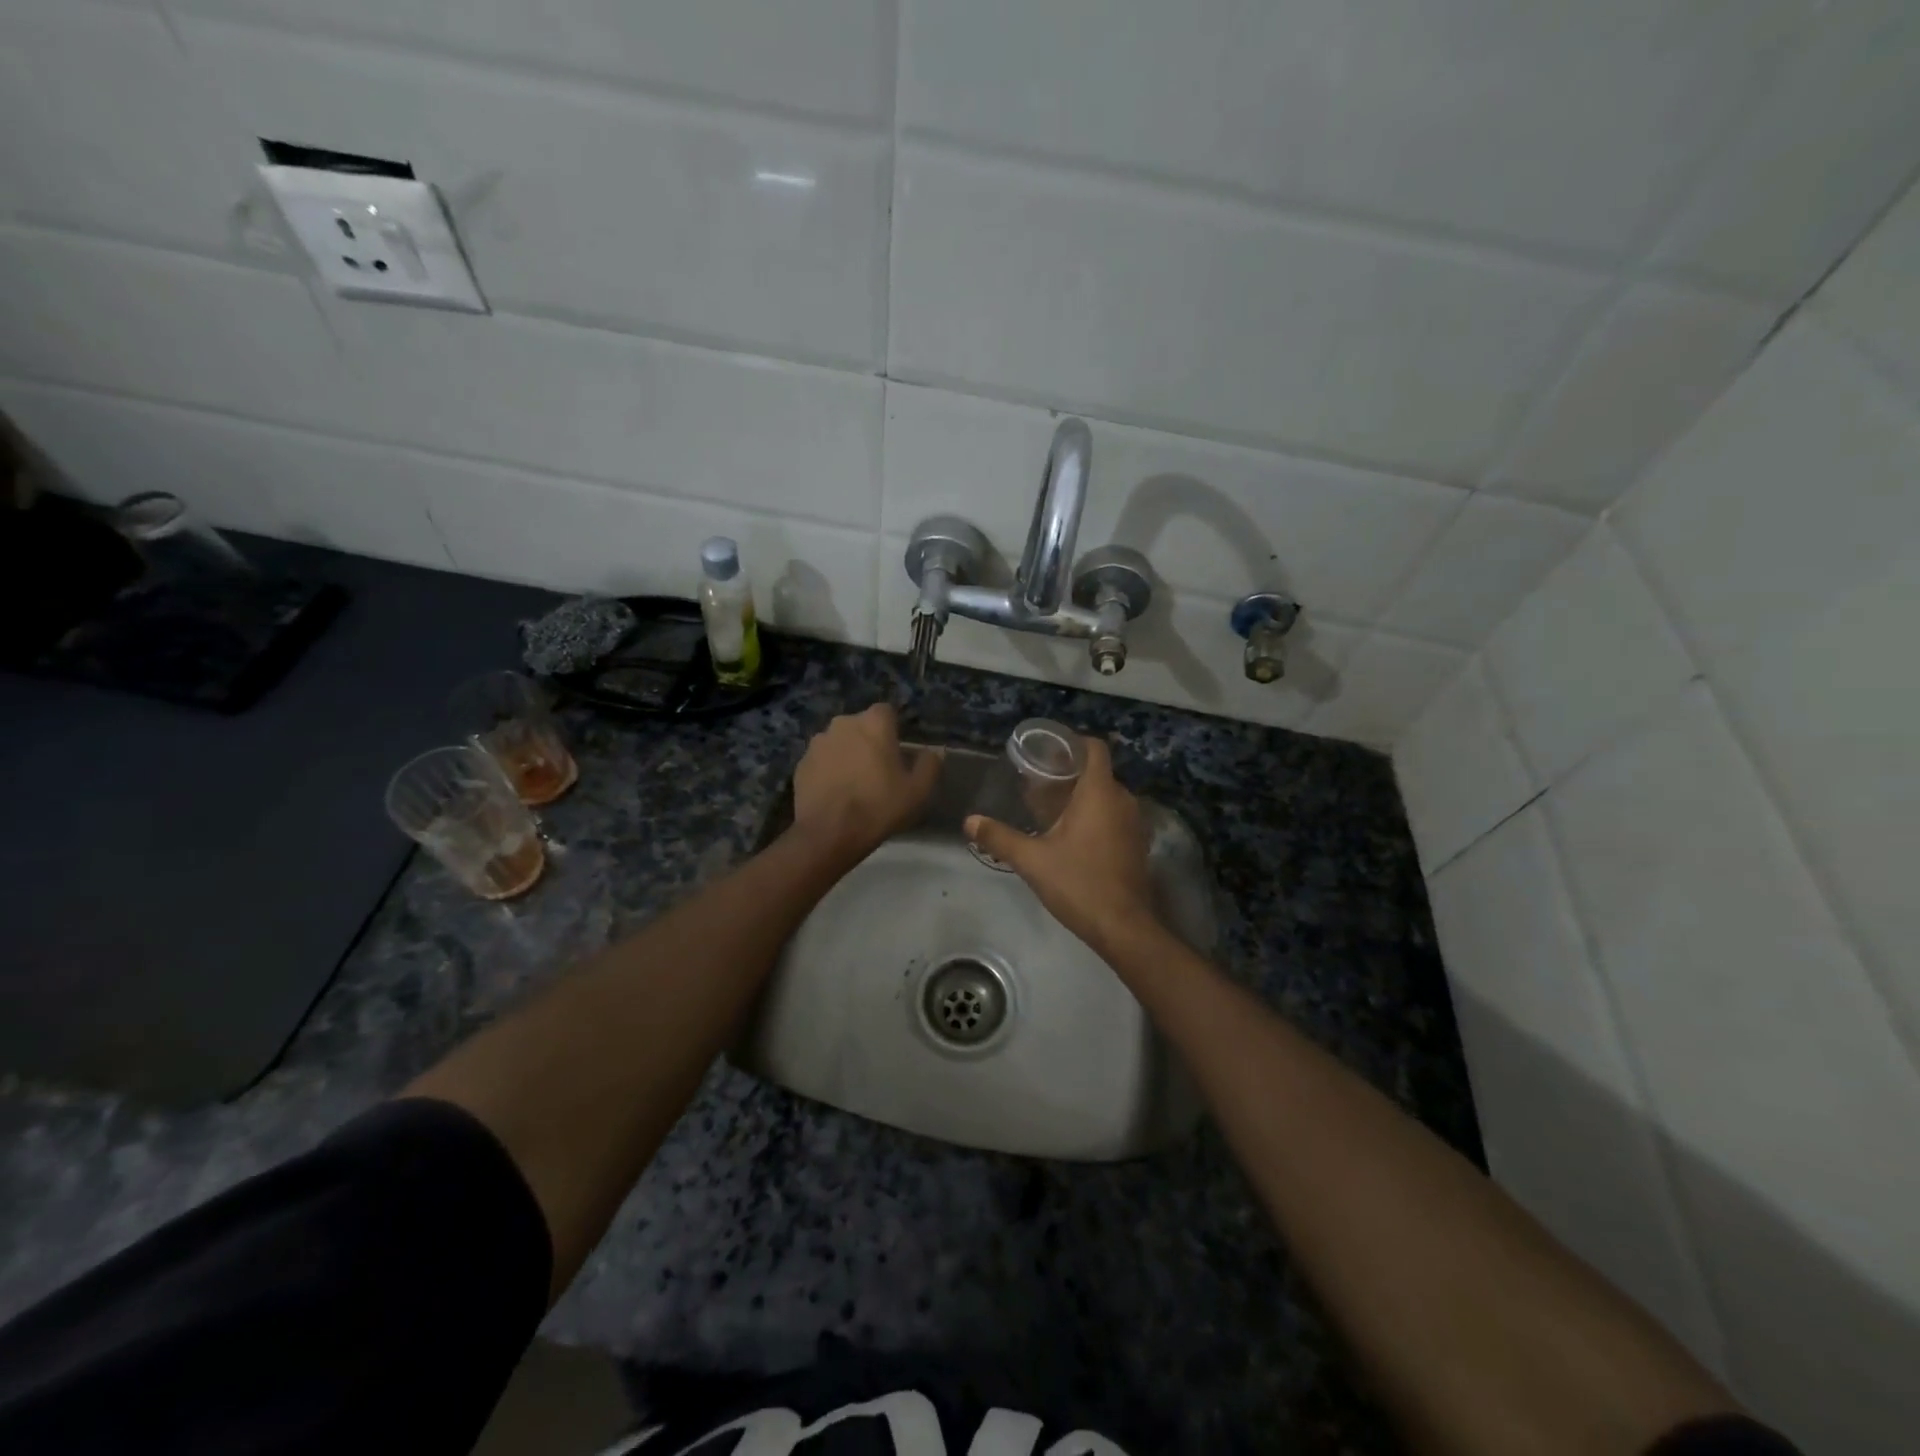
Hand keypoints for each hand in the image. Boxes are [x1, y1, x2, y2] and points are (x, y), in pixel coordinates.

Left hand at [792, 703, 940, 861]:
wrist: (830, 833)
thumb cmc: (879, 806)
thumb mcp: (918, 791)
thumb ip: (930, 765)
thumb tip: (931, 753)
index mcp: (873, 723)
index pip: (886, 712)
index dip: (893, 729)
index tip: (897, 752)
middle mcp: (843, 723)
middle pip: (860, 726)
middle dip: (868, 741)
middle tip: (878, 769)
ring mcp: (818, 743)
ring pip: (839, 742)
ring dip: (847, 754)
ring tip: (854, 783)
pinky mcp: (801, 763)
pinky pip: (821, 761)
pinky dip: (828, 771)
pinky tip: (835, 793)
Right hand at [965, 736, 1158, 956]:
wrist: (1123, 927)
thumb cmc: (1078, 883)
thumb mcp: (1032, 860)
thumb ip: (999, 837)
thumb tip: (969, 821)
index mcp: (1099, 793)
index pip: (1094, 748)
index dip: (1072, 743)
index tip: (1047, 752)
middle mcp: (1122, 800)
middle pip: (1097, 772)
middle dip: (1069, 773)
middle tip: (1038, 783)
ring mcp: (1134, 823)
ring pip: (1106, 795)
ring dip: (1082, 796)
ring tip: (1050, 808)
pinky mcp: (1136, 844)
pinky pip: (1115, 815)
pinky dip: (1096, 815)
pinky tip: (1072, 835)